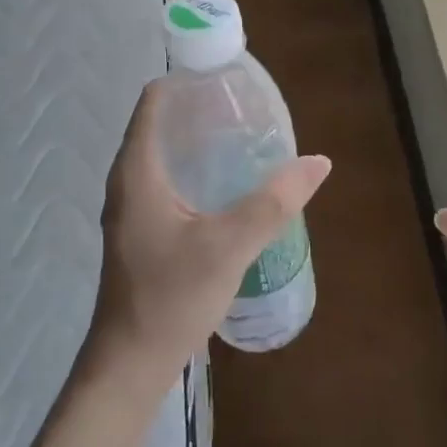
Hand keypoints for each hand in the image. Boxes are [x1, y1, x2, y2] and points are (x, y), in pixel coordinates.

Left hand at [87, 79, 331, 395]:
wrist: (130, 365)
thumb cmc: (170, 297)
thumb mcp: (228, 245)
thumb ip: (274, 202)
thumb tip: (318, 162)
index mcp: (137, 171)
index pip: (154, 101)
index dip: (187, 82)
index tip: (228, 80)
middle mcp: (128, 182)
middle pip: (162, 125)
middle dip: (202, 111)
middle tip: (249, 110)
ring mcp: (132, 209)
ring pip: (165, 156)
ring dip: (200, 142)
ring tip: (245, 140)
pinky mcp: (142, 232)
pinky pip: (168, 182)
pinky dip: (196, 171)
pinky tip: (229, 186)